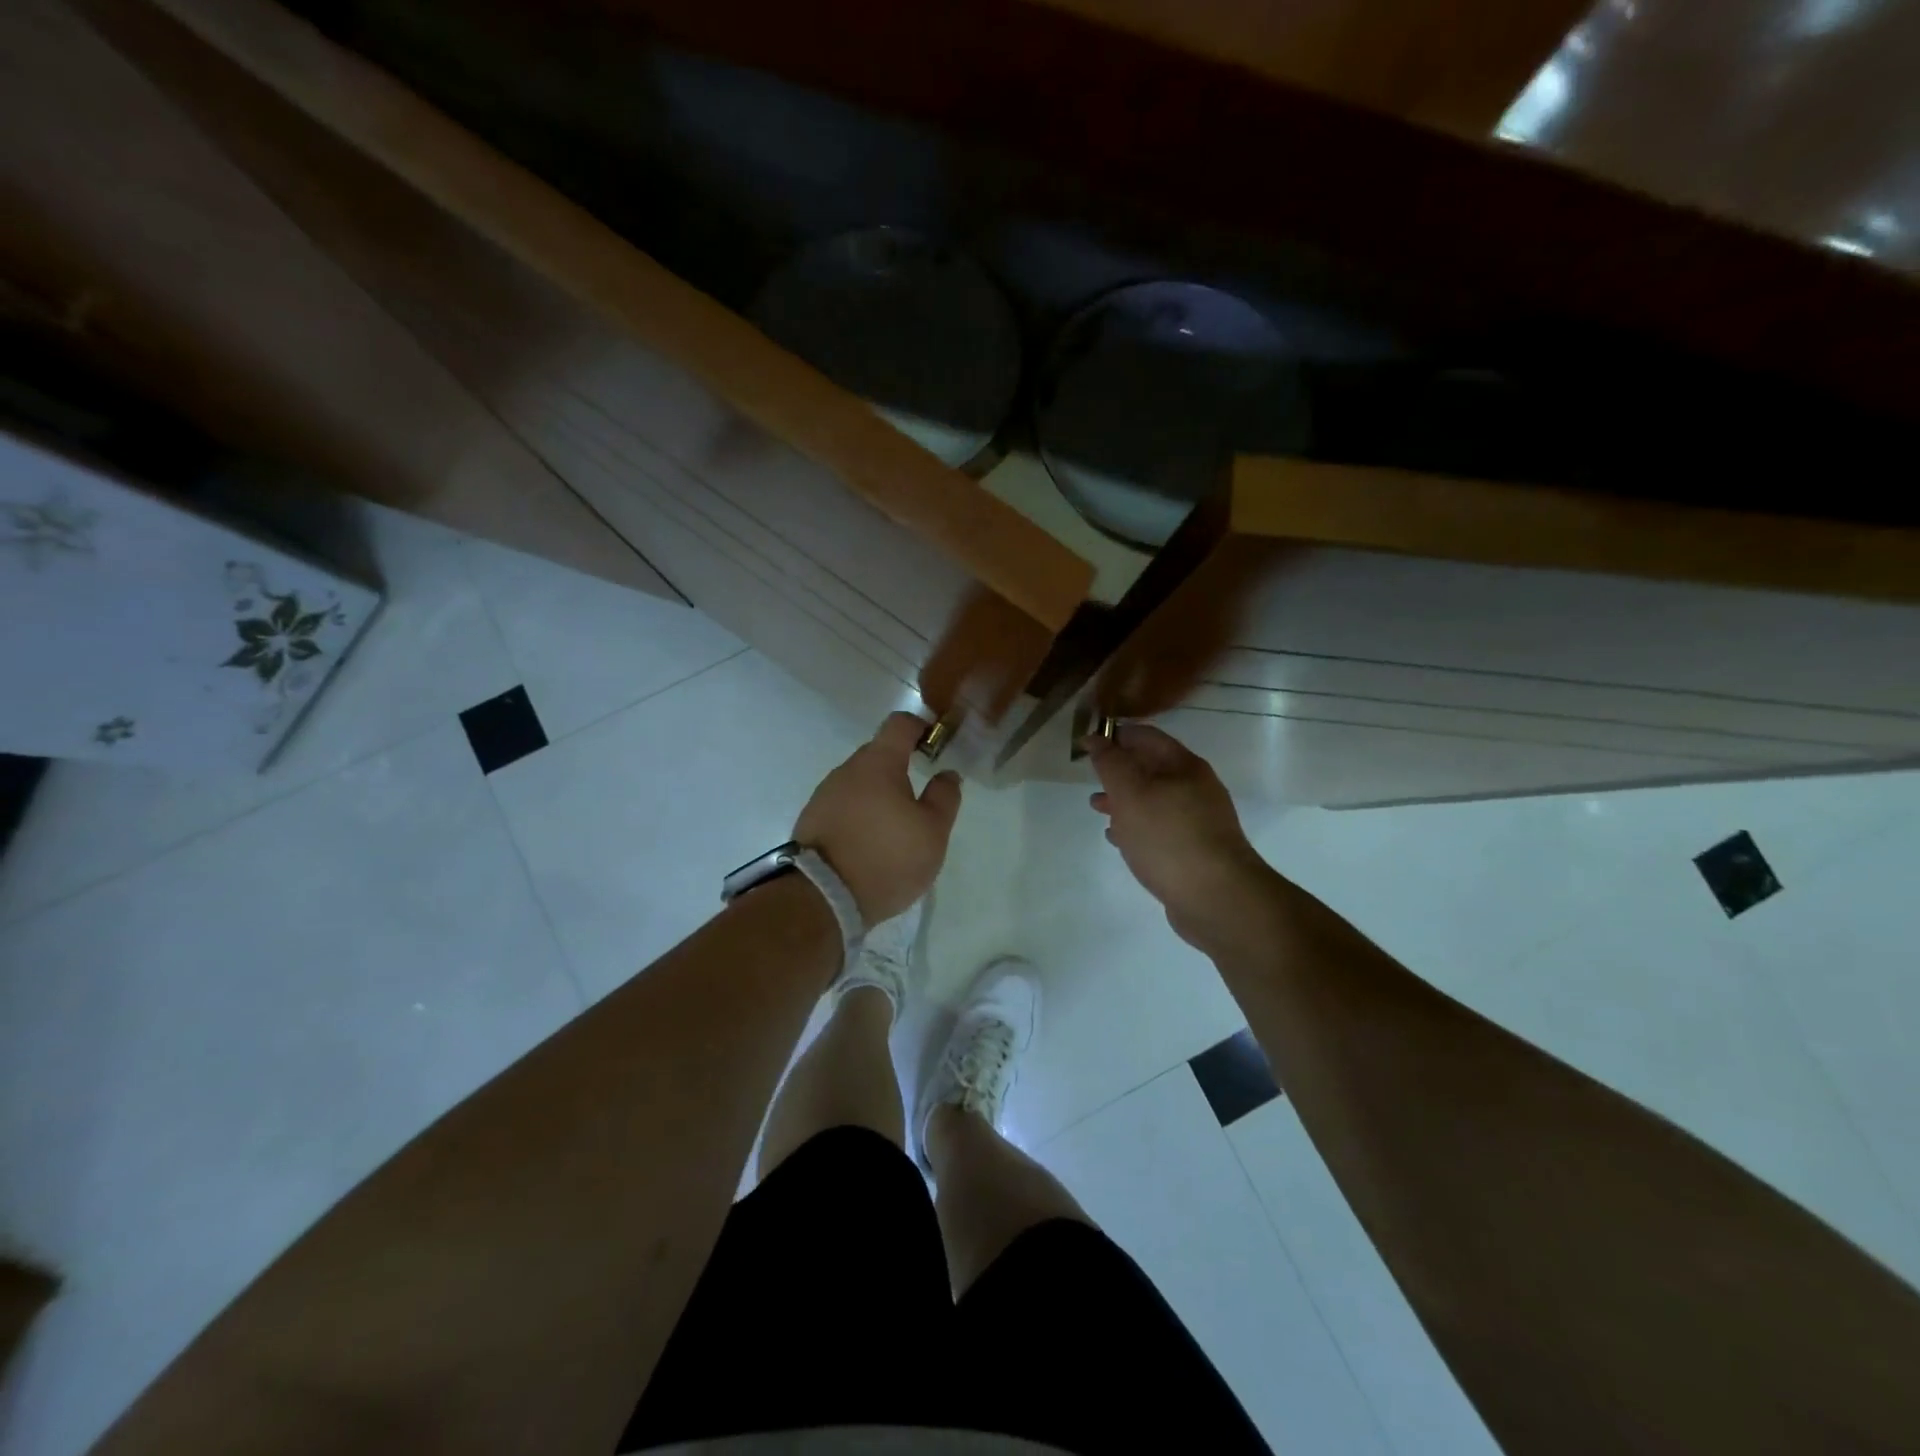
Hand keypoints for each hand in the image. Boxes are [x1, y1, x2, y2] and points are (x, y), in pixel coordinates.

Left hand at [794, 712, 962, 923]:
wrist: (822, 898)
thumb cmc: (887, 857)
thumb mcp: (933, 831)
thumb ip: (945, 796)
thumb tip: (947, 773)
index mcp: (878, 763)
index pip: (899, 723)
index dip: (921, 727)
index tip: (936, 745)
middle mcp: (846, 770)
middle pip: (878, 754)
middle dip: (901, 768)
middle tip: (921, 800)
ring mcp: (824, 795)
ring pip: (859, 783)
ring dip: (879, 796)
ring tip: (896, 830)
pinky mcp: (811, 821)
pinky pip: (844, 807)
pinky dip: (860, 816)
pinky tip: (871, 844)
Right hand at [1087, 724, 1272, 943]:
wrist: (1217, 898)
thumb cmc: (1168, 837)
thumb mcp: (1130, 794)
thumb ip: (1110, 763)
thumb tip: (1094, 737)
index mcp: (1184, 766)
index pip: (1146, 737)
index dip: (1116, 736)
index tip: (1088, 744)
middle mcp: (1195, 788)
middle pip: (1151, 768)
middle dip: (1119, 771)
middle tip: (1090, 777)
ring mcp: (1198, 820)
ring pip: (1154, 800)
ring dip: (1125, 801)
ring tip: (1097, 808)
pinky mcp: (1194, 850)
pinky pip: (1160, 828)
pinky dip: (1137, 827)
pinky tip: (1119, 838)